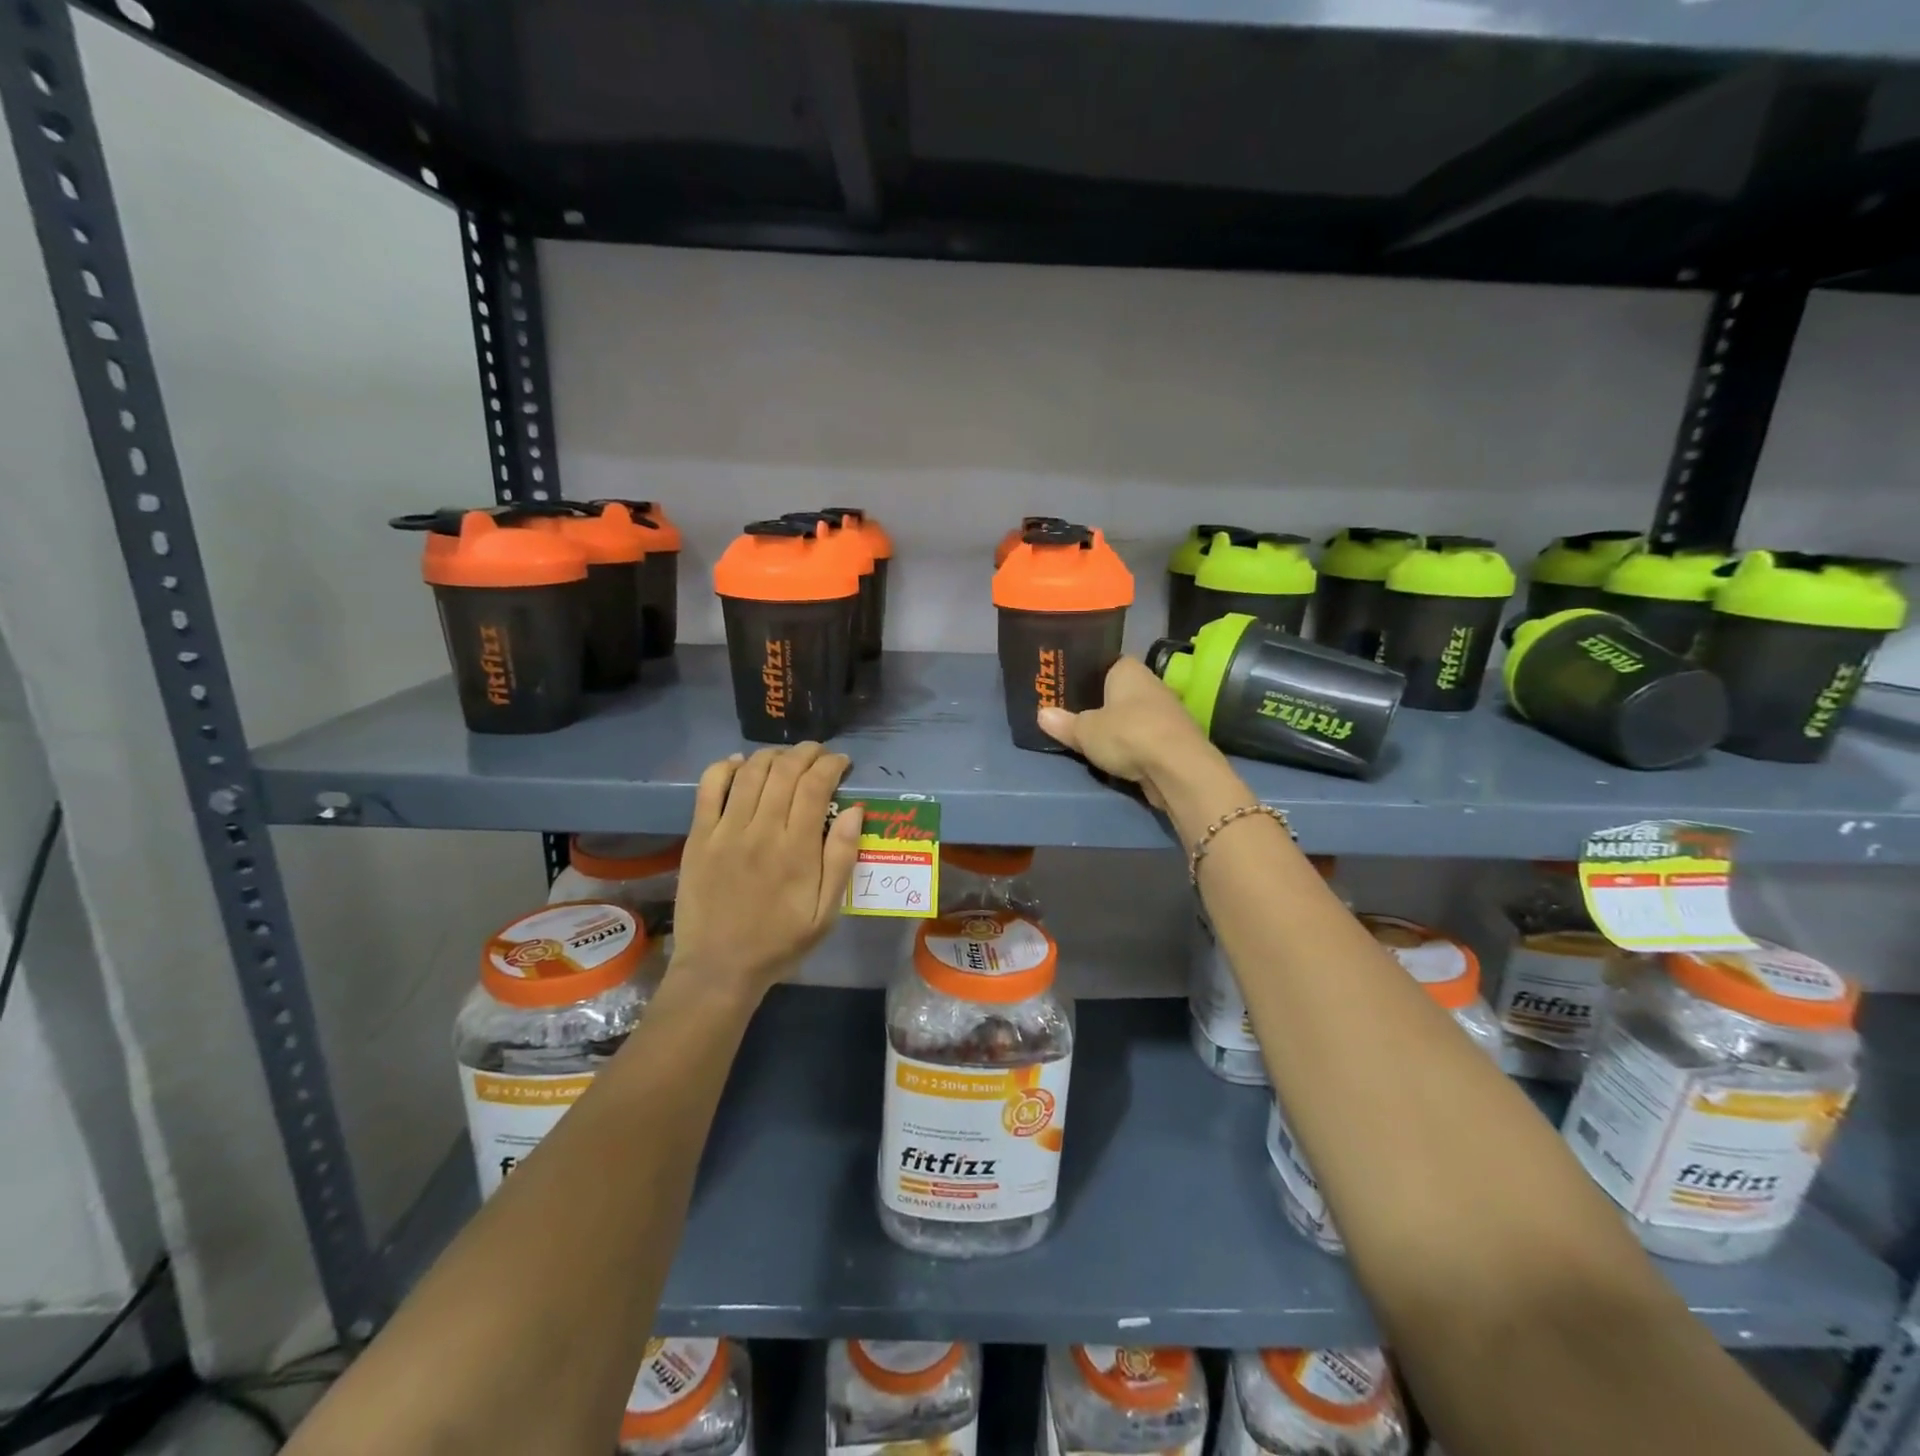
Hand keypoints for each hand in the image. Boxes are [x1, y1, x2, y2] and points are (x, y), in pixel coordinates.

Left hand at [667, 743, 863, 1002]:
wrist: (719, 968)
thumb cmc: (780, 942)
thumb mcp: (826, 912)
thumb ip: (841, 859)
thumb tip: (855, 811)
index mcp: (797, 850)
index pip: (816, 786)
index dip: (831, 765)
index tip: (841, 762)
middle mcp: (761, 831)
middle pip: (785, 771)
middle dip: (807, 753)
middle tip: (819, 754)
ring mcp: (725, 831)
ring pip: (751, 772)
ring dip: (773, 755)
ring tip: (786, 758)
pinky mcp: (699, 837)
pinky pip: (709, 788)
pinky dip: (725, 767)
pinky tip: (740, 763)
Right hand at [1037, 656, 1217, 809]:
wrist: (1178, 768)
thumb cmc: (1127, 734)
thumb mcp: (1085, 731)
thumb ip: (1064, 723)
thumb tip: (1041, 715)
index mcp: (1129, 669)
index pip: (1106, 663)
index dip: (1088, 674)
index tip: (1070, 687)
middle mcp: (1151, 683)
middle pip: (1121, 691)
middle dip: (1102, 703)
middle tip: (1075, 714)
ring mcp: (1167, 711)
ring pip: (1134, 715)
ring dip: (1119, 726)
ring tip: (1093, 738)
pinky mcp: (1175, 739)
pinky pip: (1145, 737)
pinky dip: (1133, 745)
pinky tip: (1118, 756)